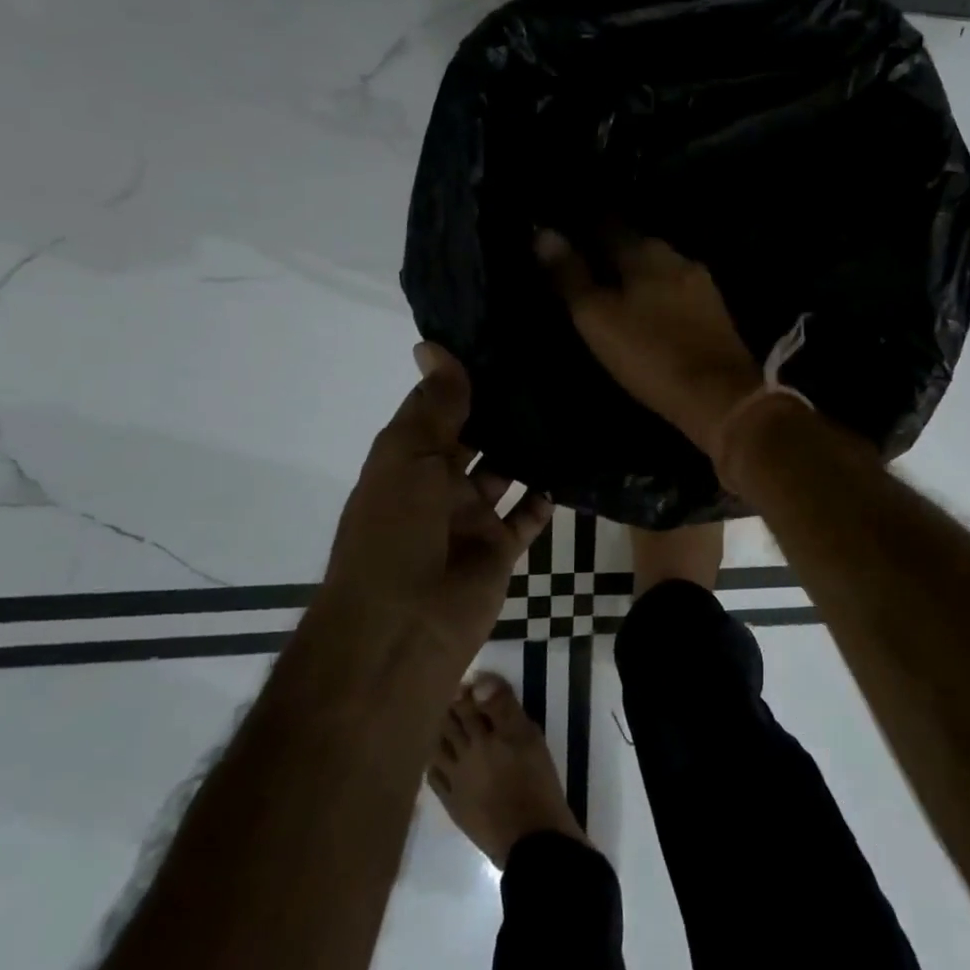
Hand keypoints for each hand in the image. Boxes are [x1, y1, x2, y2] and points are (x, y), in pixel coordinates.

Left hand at [326, 343, 552, 660]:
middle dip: (505, 410)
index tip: (504, 339)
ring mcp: (471, 517)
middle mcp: (439, 483)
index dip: (465, 377)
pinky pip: (529, 514)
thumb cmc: (394, 532)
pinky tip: (575, 464)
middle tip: (551, 368)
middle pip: (477, 436)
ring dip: (531, 448)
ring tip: (570, 407)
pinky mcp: (499, 548)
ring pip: (507, 471)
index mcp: (407, 458)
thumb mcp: (407, 457)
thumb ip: (434, 406)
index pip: (439, 407)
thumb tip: (433, 345)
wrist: (401, 629)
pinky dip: (547, 494)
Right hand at [536, 229, 761, 455]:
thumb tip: (544, 233)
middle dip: (612, 254)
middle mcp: (677, 257)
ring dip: (637, 277)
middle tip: (587, 271)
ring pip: (659, 270)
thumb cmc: (650, 353)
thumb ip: (571, 275)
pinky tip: (648, 313)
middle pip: (637, 246)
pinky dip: (658, 296)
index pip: (608, 226)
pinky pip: (676, 292)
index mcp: (646, 251)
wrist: (720, 396)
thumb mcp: (597, 317)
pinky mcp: (715, 312)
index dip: (584, 231)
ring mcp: (701, 284)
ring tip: (614, 295)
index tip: (566, 242)